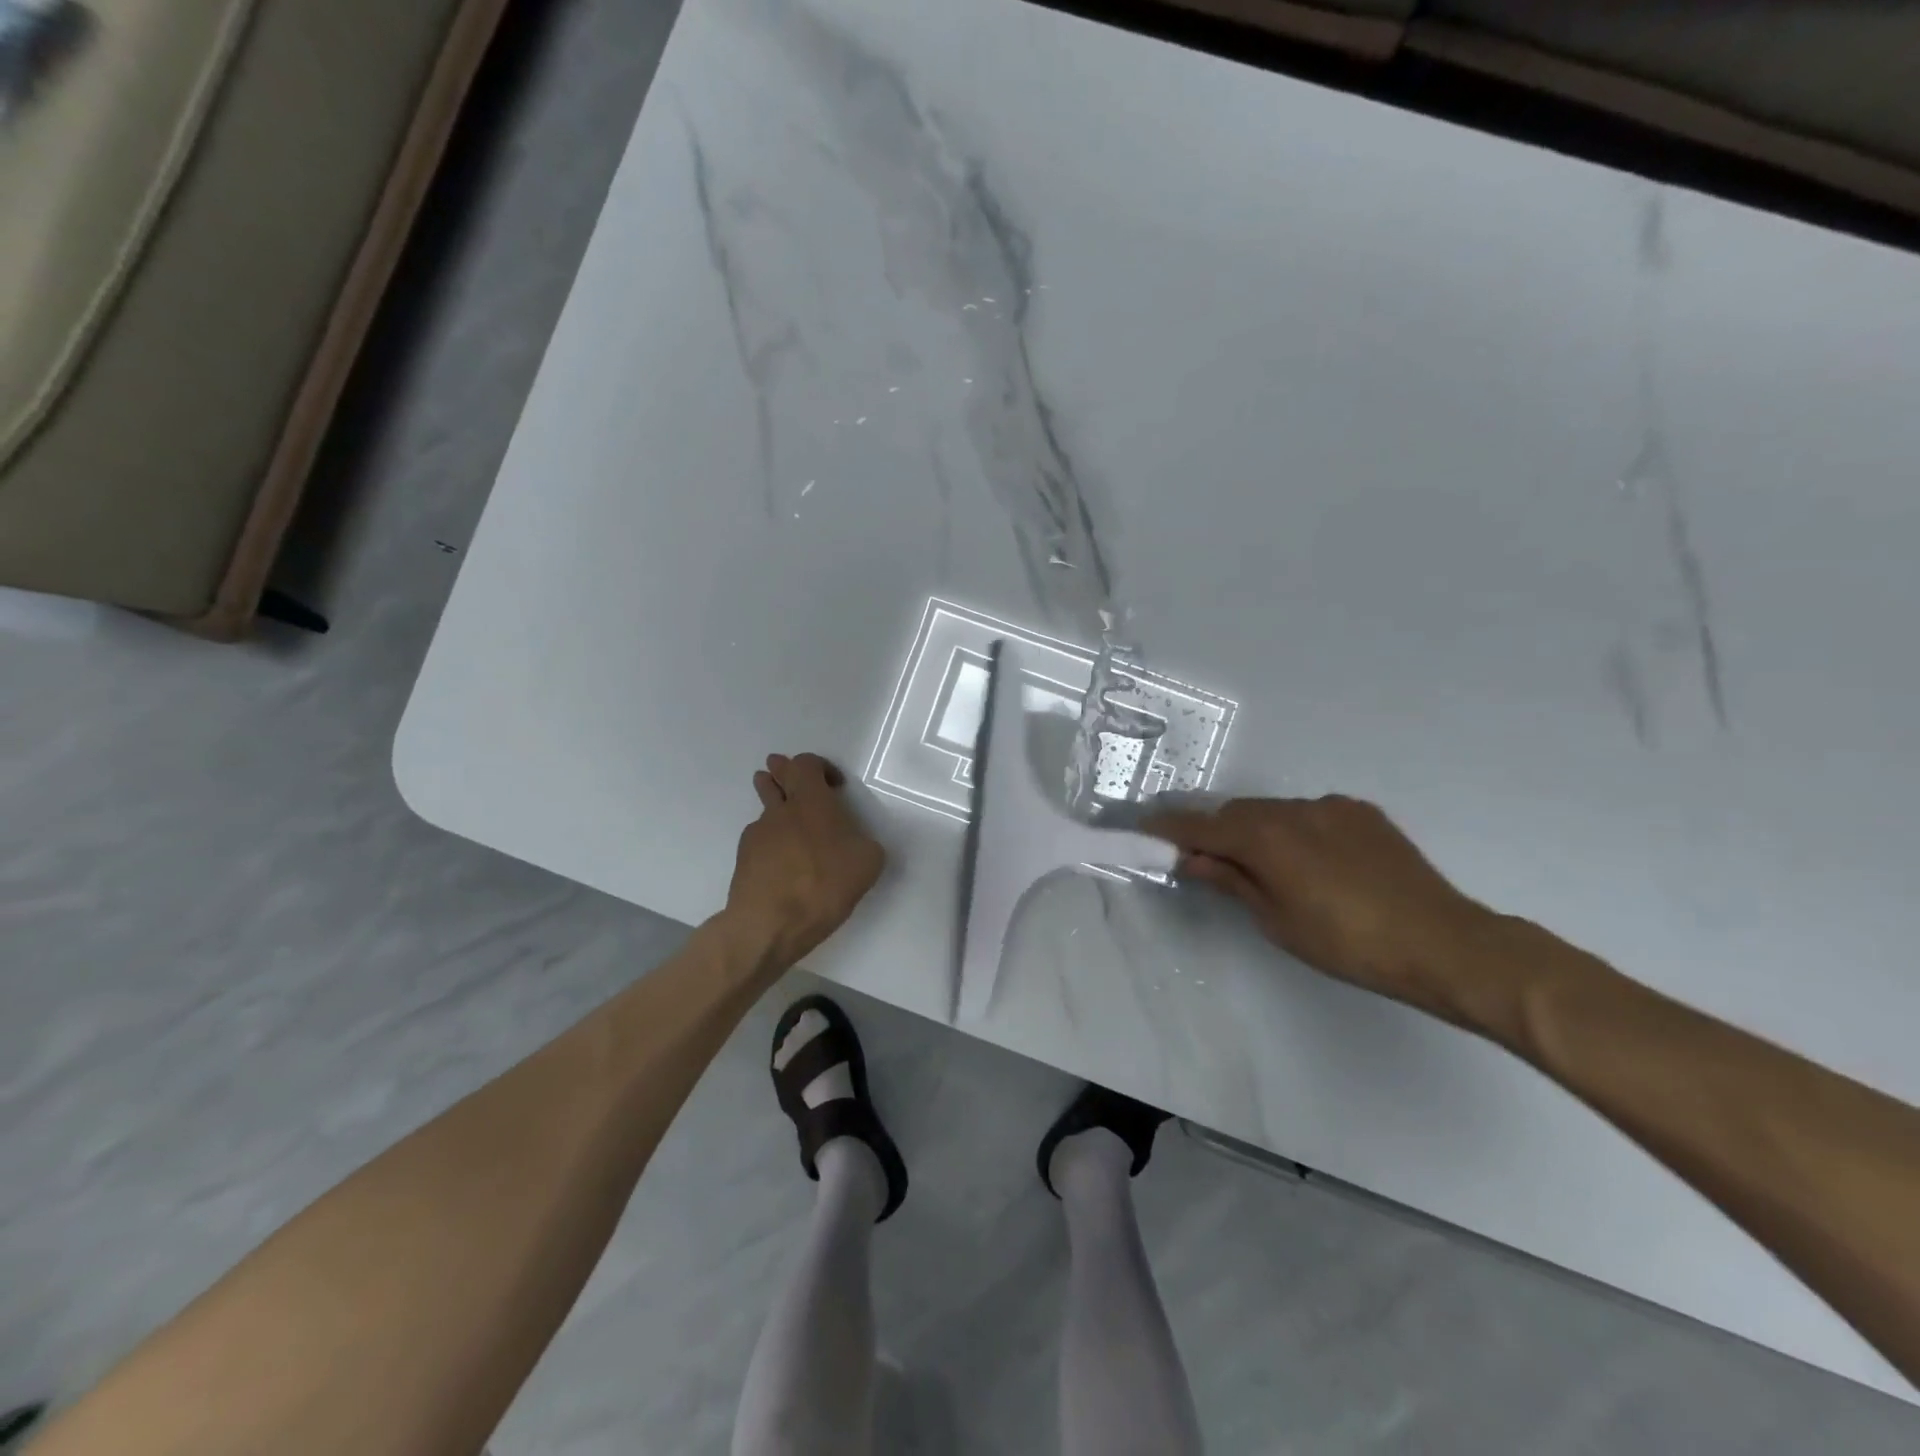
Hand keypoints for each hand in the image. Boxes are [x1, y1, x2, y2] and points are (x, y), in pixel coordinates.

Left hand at [726, 753, 884, 971]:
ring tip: (785, 818)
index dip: (819, 767)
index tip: (834, 786)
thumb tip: (855, 843)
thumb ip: (864, 843)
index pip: (806, 763)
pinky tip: (781, 863)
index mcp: (812, 801)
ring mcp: (757, 834)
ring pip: (764, 809)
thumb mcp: (868, 863)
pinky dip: (770, 843)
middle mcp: (781, 810)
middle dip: (781, 772)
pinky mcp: (744, 859)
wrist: (770, 923)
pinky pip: (759, 840)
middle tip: (786, 774)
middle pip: (774, 776)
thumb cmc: (824, 884)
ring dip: (773, 805)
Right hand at [1145, 796, 1499, 1014]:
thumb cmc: (1347, 943)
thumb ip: (1231, 881)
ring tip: (1263, 866)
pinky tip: (1310, 862)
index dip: (1170, 827)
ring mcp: (1332, 807)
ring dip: (1257, 831)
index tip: (1144, 828)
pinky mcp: (1362, 813)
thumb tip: (1192, 859)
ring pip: (1274, 811)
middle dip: (1216, 832)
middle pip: (1237, 812)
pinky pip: (1310, 814)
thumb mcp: (1276, 920)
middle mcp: (1294, 809)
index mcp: (1266, 837)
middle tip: (1206, 861)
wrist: (1443, 943)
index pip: (1202, 825)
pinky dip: (1294, 830)